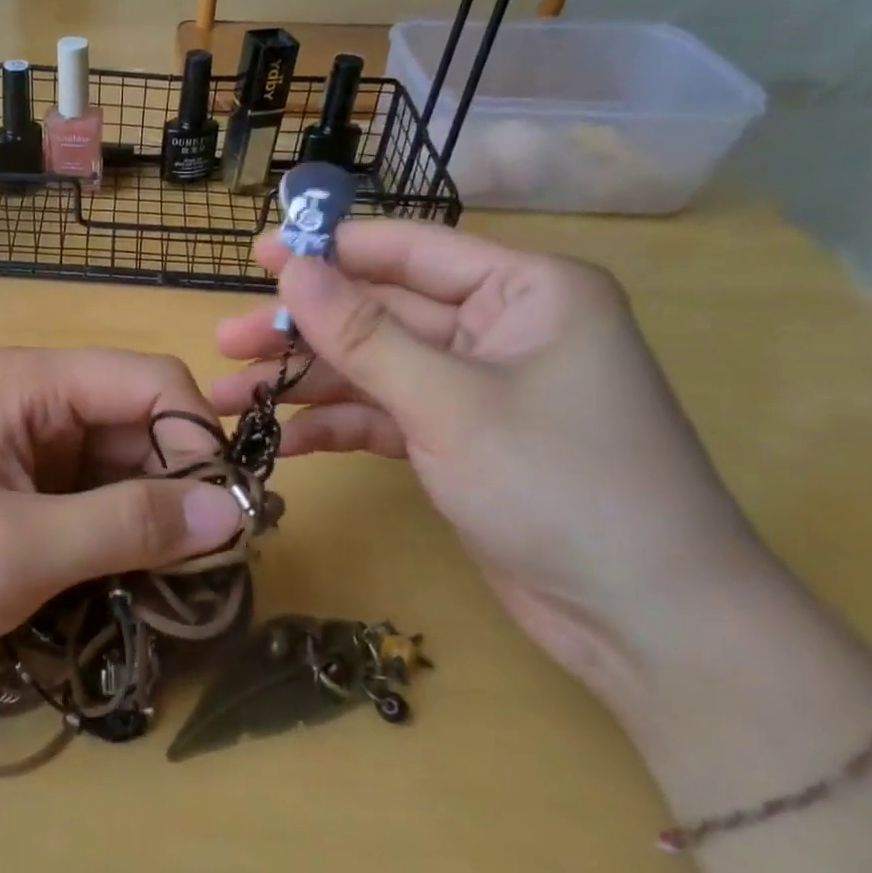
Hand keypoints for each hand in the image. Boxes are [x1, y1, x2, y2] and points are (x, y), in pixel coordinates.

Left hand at [0, 349, 244, 667]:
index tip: (225, 518)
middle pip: (144, 423)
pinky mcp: (24, 485)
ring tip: (168, 585)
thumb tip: (236, 512)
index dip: (198, 440)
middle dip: (181, 486)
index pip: (152, 381)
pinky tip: (126, 580)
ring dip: (154, 518)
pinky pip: (96, 496)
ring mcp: (31, 443)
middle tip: (202, 568)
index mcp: (33, 382)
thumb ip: (128, 526)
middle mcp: (39, 399)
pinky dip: (121, 534)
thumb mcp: (18, 550)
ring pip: (126, 464)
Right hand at [210, 221, 767, 700]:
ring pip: (371, 368)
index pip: (409, 250)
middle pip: (379, 313)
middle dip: (301, 331)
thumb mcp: (448, 402)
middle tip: (226, 341)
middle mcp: (498, 328)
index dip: (329, 250)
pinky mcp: (456, 439)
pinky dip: (335, 427)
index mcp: (523, 291)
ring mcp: (474, 387)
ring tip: (228, 398)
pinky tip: (281, 442)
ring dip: (304, 384)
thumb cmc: (560, 485)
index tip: (257, 255)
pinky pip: (383, 416)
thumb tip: (291, 267)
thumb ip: (362, 334)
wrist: (645, 623)